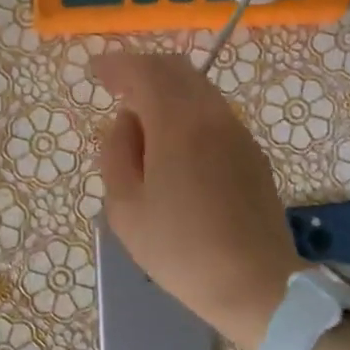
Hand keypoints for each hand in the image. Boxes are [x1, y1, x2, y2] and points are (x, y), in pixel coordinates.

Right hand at [93, 52, 305, 347]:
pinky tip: (173, 142)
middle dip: (142, 70)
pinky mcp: (251, 152)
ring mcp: (238, 132)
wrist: (255, 284)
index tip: (94, 70)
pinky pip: (213, 113)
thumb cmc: (180, 250)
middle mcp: (212, 115)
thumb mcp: (126, 208)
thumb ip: (116, 153)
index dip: (115, 65)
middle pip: (176, 69)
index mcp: (178, 123)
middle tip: (115, 86)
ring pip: (198, 89)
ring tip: (141, 118)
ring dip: (166, 90)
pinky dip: (186, 110)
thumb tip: (124, 122)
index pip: (144, 72)